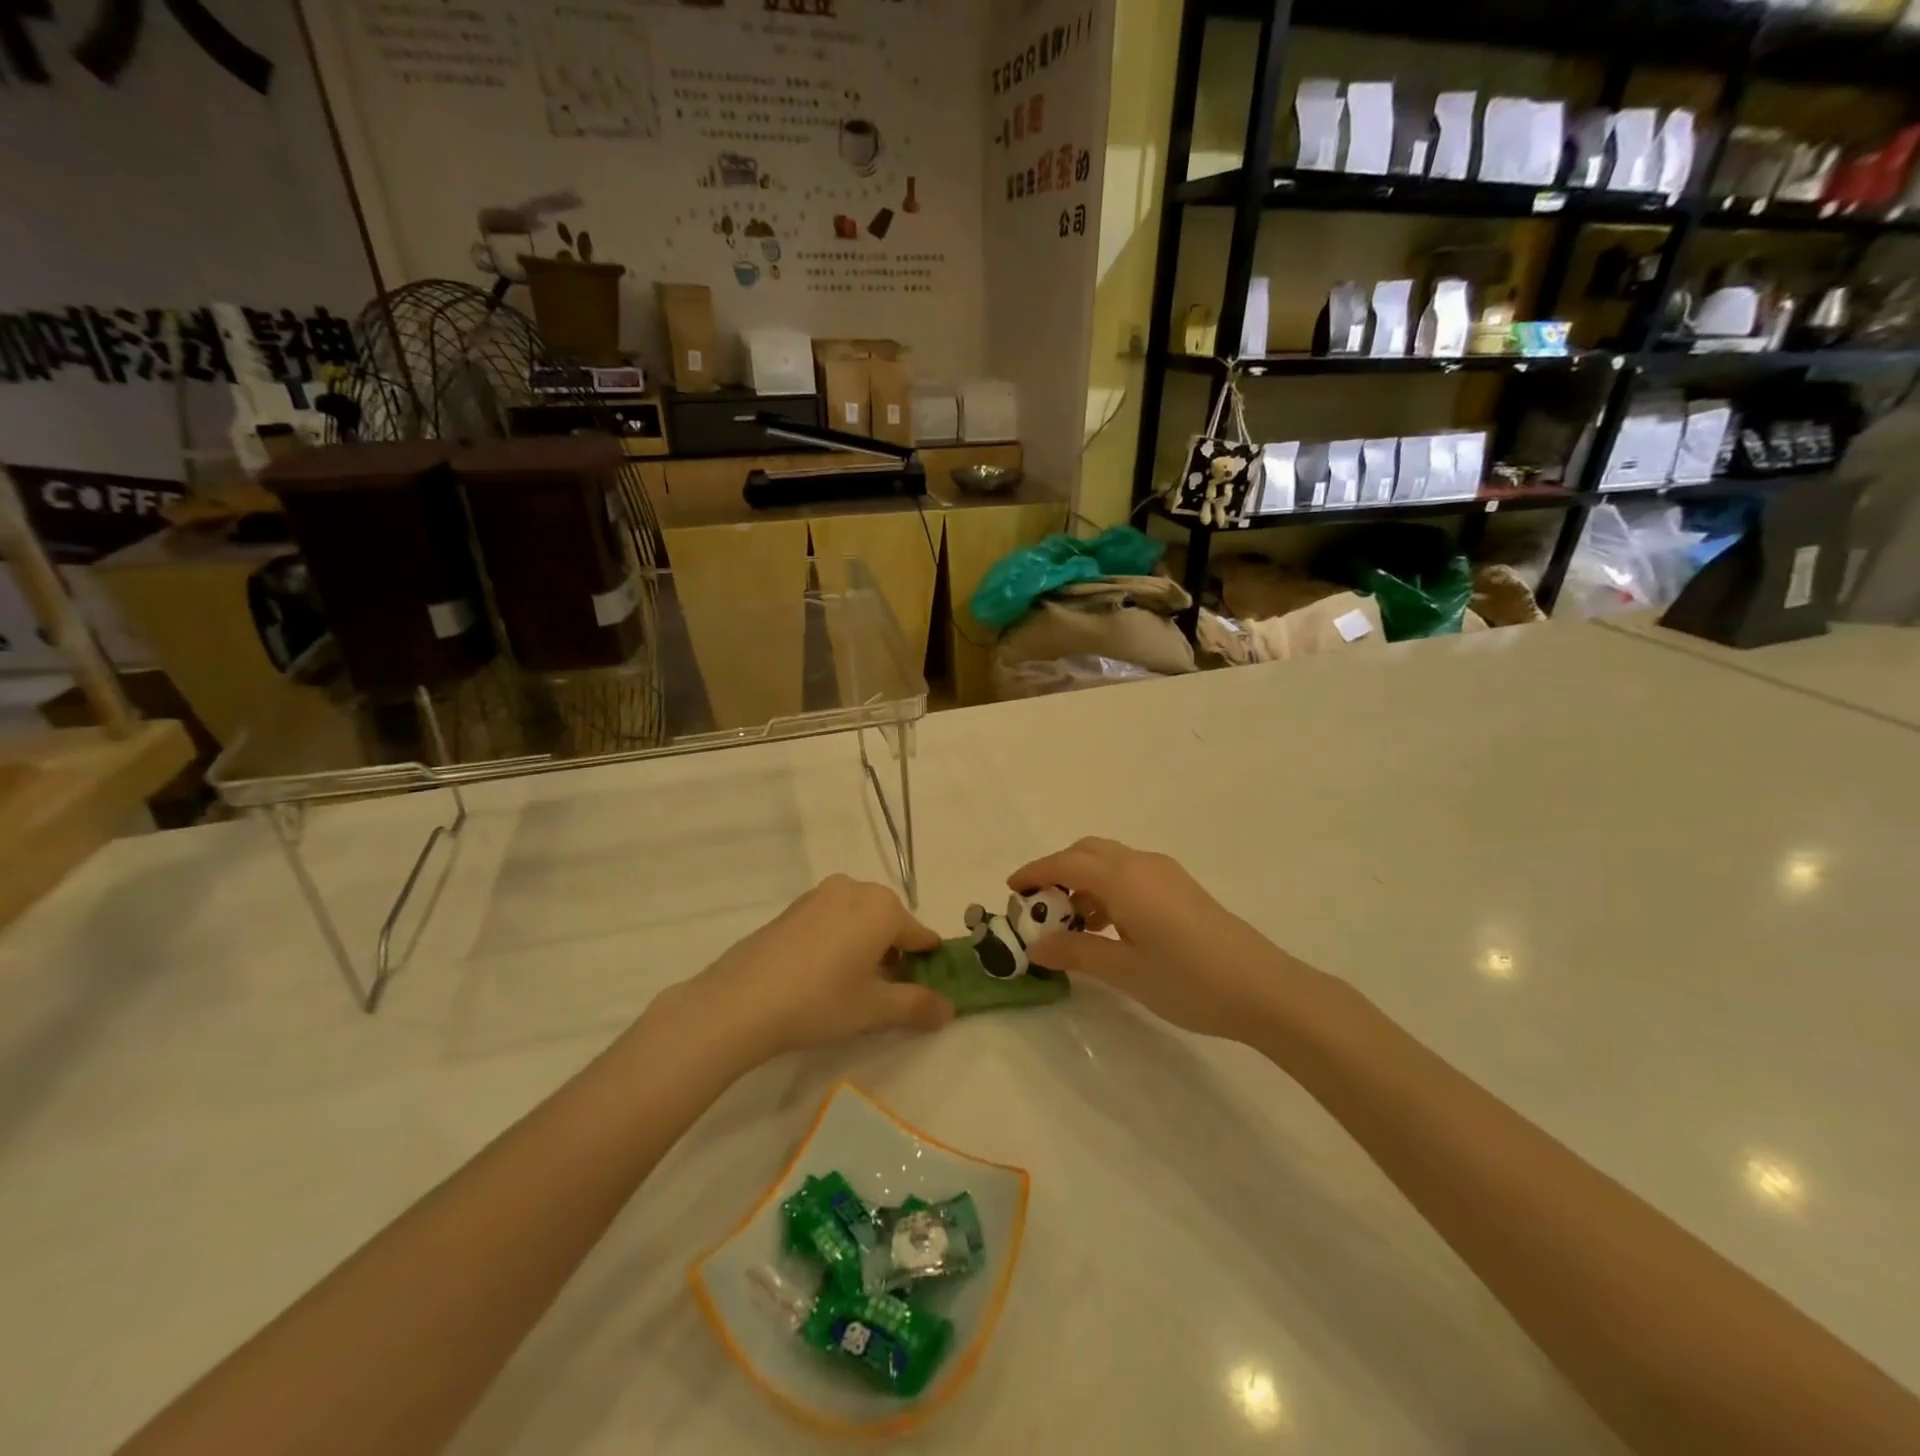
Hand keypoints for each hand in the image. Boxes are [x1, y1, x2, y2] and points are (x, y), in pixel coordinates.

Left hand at [654, 875, 953, 1066]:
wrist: (741, 1001)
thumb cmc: (821, 1001)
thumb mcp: (875, 1009)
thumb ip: (917, 1005)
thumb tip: (949, 1009)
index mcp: (883, 907)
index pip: (920, 935)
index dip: (927, 964)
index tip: (927, 990)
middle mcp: (855, 889)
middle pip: (889, 922)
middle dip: (895, 954)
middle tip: (887, 994)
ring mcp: (819, 895)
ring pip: (858, 919)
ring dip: (865, 946)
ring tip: (853, 987)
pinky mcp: (792, 908)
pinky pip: (831, 920)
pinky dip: (838, 941)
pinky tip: (823, 975)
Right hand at [1010, 838, 1302, 1041]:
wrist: (1263, 989)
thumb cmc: (1187, 979)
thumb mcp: (1123, 971)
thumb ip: (1076, 952)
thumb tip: (1036, 946)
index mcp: (1122, 879)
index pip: (1065, 863)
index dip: (1034, 873)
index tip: (1011, 890)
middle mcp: (1142, 864)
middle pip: (1087, 852)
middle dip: (1057, 871)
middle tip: (1039, 907)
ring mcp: (1166, 874)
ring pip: (1110, 861)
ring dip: (1083, 880)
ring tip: (1073, 924)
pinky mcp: (1182, 888)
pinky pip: (1131, 874)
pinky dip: (1108, 888)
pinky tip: (1110, 926)